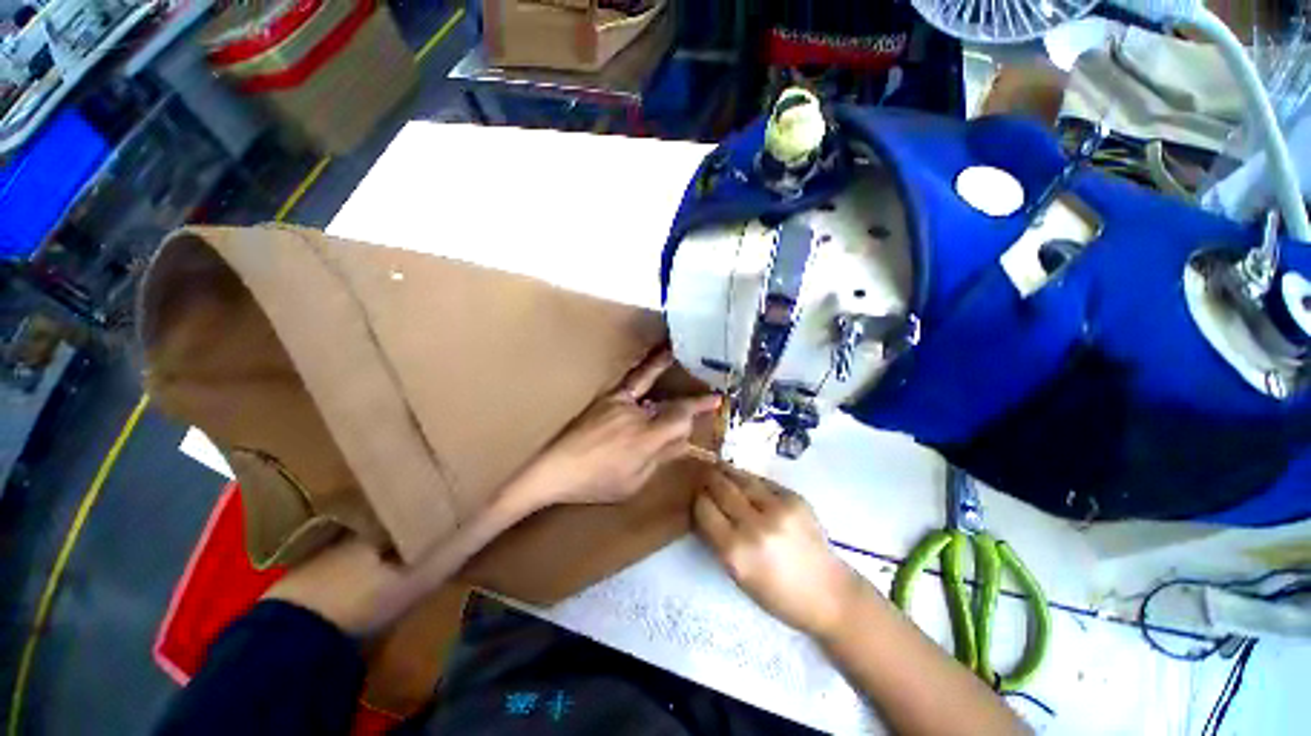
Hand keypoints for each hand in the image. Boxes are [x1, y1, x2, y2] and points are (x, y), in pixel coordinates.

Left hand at [512, 347, 720, 509]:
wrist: (554, 468)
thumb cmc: (595, 483)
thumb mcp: (633, 483)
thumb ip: (660, 459)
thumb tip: (684, 443)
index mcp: (645, 439)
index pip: (681, 418)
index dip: (700, 409)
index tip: (716, 401)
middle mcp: (636, 415)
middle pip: (671, 406)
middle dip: (691, 405)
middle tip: (710, 397)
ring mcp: (620, 402)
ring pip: (654, 388)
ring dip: (671, 378)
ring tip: (684, 358)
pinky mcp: (607, 397)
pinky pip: (633, 379)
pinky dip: (649, 367)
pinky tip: (659, 356)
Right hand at [694, 469, 866, 637]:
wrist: (829, 594)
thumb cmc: (778, 595)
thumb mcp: (738, 575)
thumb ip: (718, 540)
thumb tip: (703, 508)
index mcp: (736, 552)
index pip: (704, 509)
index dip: (698, 499)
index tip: (696, 495)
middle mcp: (754, 526)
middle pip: (721, 488)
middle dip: (708, 479)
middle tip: (702, 473)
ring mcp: (777, 508)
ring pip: (741, 478)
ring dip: (726, 471)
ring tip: (718, 466)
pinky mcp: (794, 498)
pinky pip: (762, 481)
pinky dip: (749, 480)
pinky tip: (744, 479)